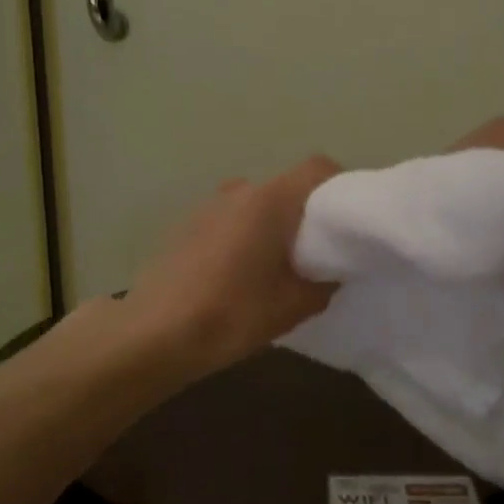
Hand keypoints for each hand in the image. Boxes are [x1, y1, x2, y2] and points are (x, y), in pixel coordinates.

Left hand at [123, 156, 341, 378]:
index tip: (351, 221)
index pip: (317, 168)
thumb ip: (323, 284)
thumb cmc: (230, 315)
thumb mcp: (292, 307)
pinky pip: (231, 219)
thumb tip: (330, 273)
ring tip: (279, 266)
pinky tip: (240, 274)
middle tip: (320, 252)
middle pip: (287, 187)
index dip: (341, 187)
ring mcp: (208, 205)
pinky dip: (246, 235)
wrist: (153, 334)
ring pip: (257, 204)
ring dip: (274, 225)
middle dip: (308, 214)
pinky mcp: (187, 225)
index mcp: (269, 200)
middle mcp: (239, 191)